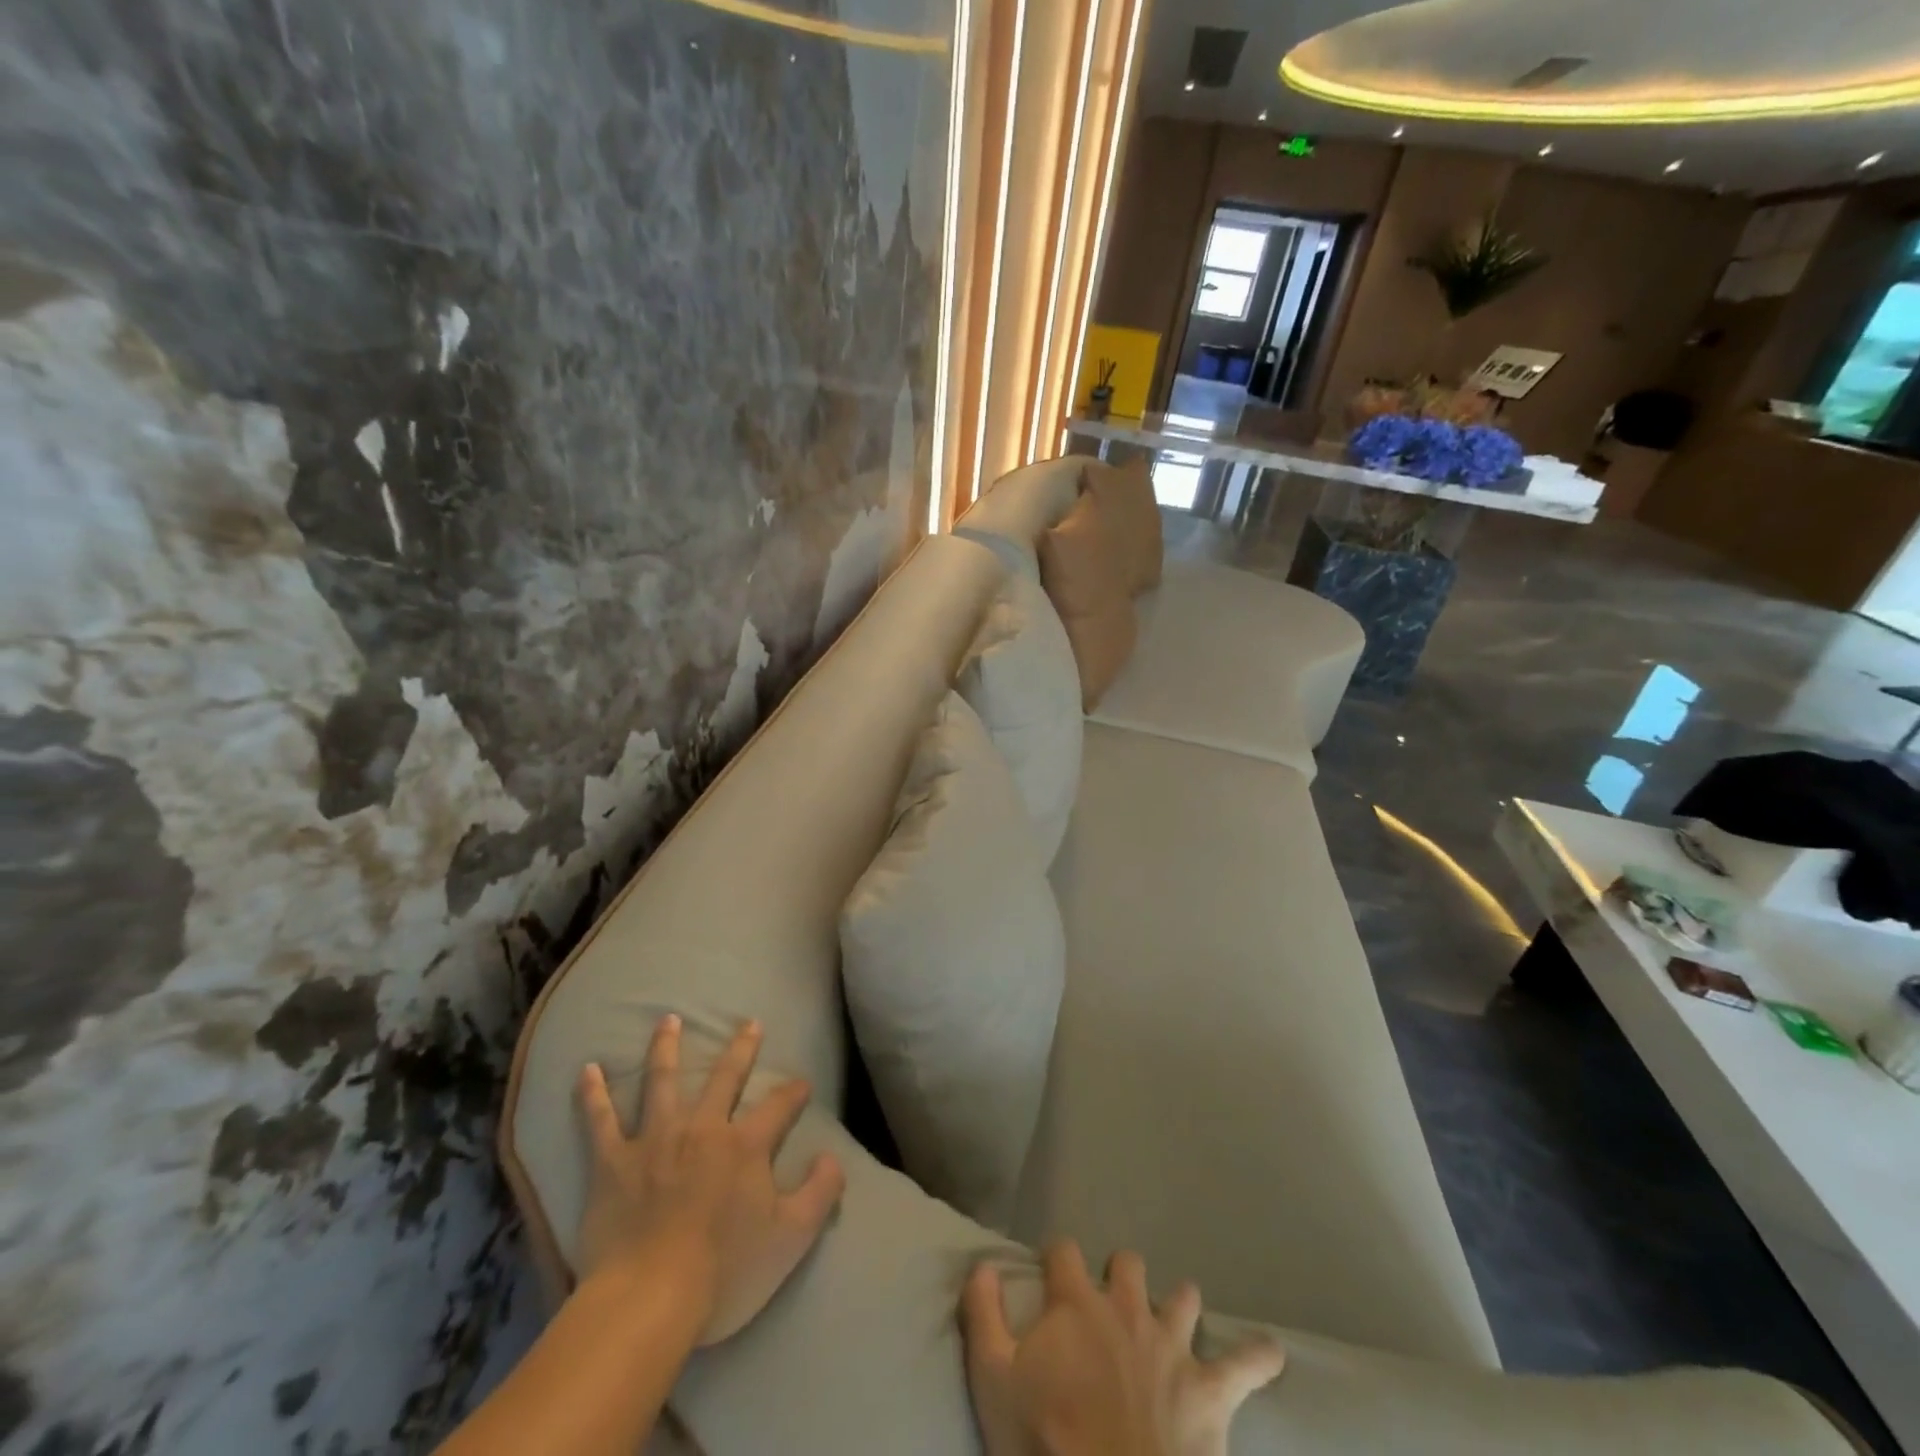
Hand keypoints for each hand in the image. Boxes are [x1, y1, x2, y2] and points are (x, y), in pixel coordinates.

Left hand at [575, 1015, 845, 1344]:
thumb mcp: (792, 1238)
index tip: (802, 1084)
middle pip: (726, 1077)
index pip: (779, 1105)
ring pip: (663, 1081)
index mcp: (745, 1145)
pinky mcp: (612, 1162)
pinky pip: (599, 1120)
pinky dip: (593, 1094)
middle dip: (742, 1048)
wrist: (649, 1301)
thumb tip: (834, 1157)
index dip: (794, 1092)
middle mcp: (703, 1128)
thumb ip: (820, 1192)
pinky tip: (588, 1070)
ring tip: (668, 1020)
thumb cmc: (725, 1272)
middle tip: (750, 1023)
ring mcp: (655, 1140)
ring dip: (667, 1047)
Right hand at [961, 1242, 1284, 1455]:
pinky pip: (1246, 1364)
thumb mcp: (992, 1378)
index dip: (1058, 1259)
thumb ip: (983, 1313)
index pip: (1064, 1251)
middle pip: (1128, 1262)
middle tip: (1113, 1304)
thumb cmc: (1045, 1443)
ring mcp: (1173, 1345)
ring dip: (1179, 1305)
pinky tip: (1271, 1353)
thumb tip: (981, 1263)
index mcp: (1077, 1302)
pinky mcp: (1210, 1391)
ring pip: (1184, 1298)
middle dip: (1121, 1274)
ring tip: (1176, 1320)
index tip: (1052, 1276)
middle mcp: (1126, 1308)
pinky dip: (1259, 1356)